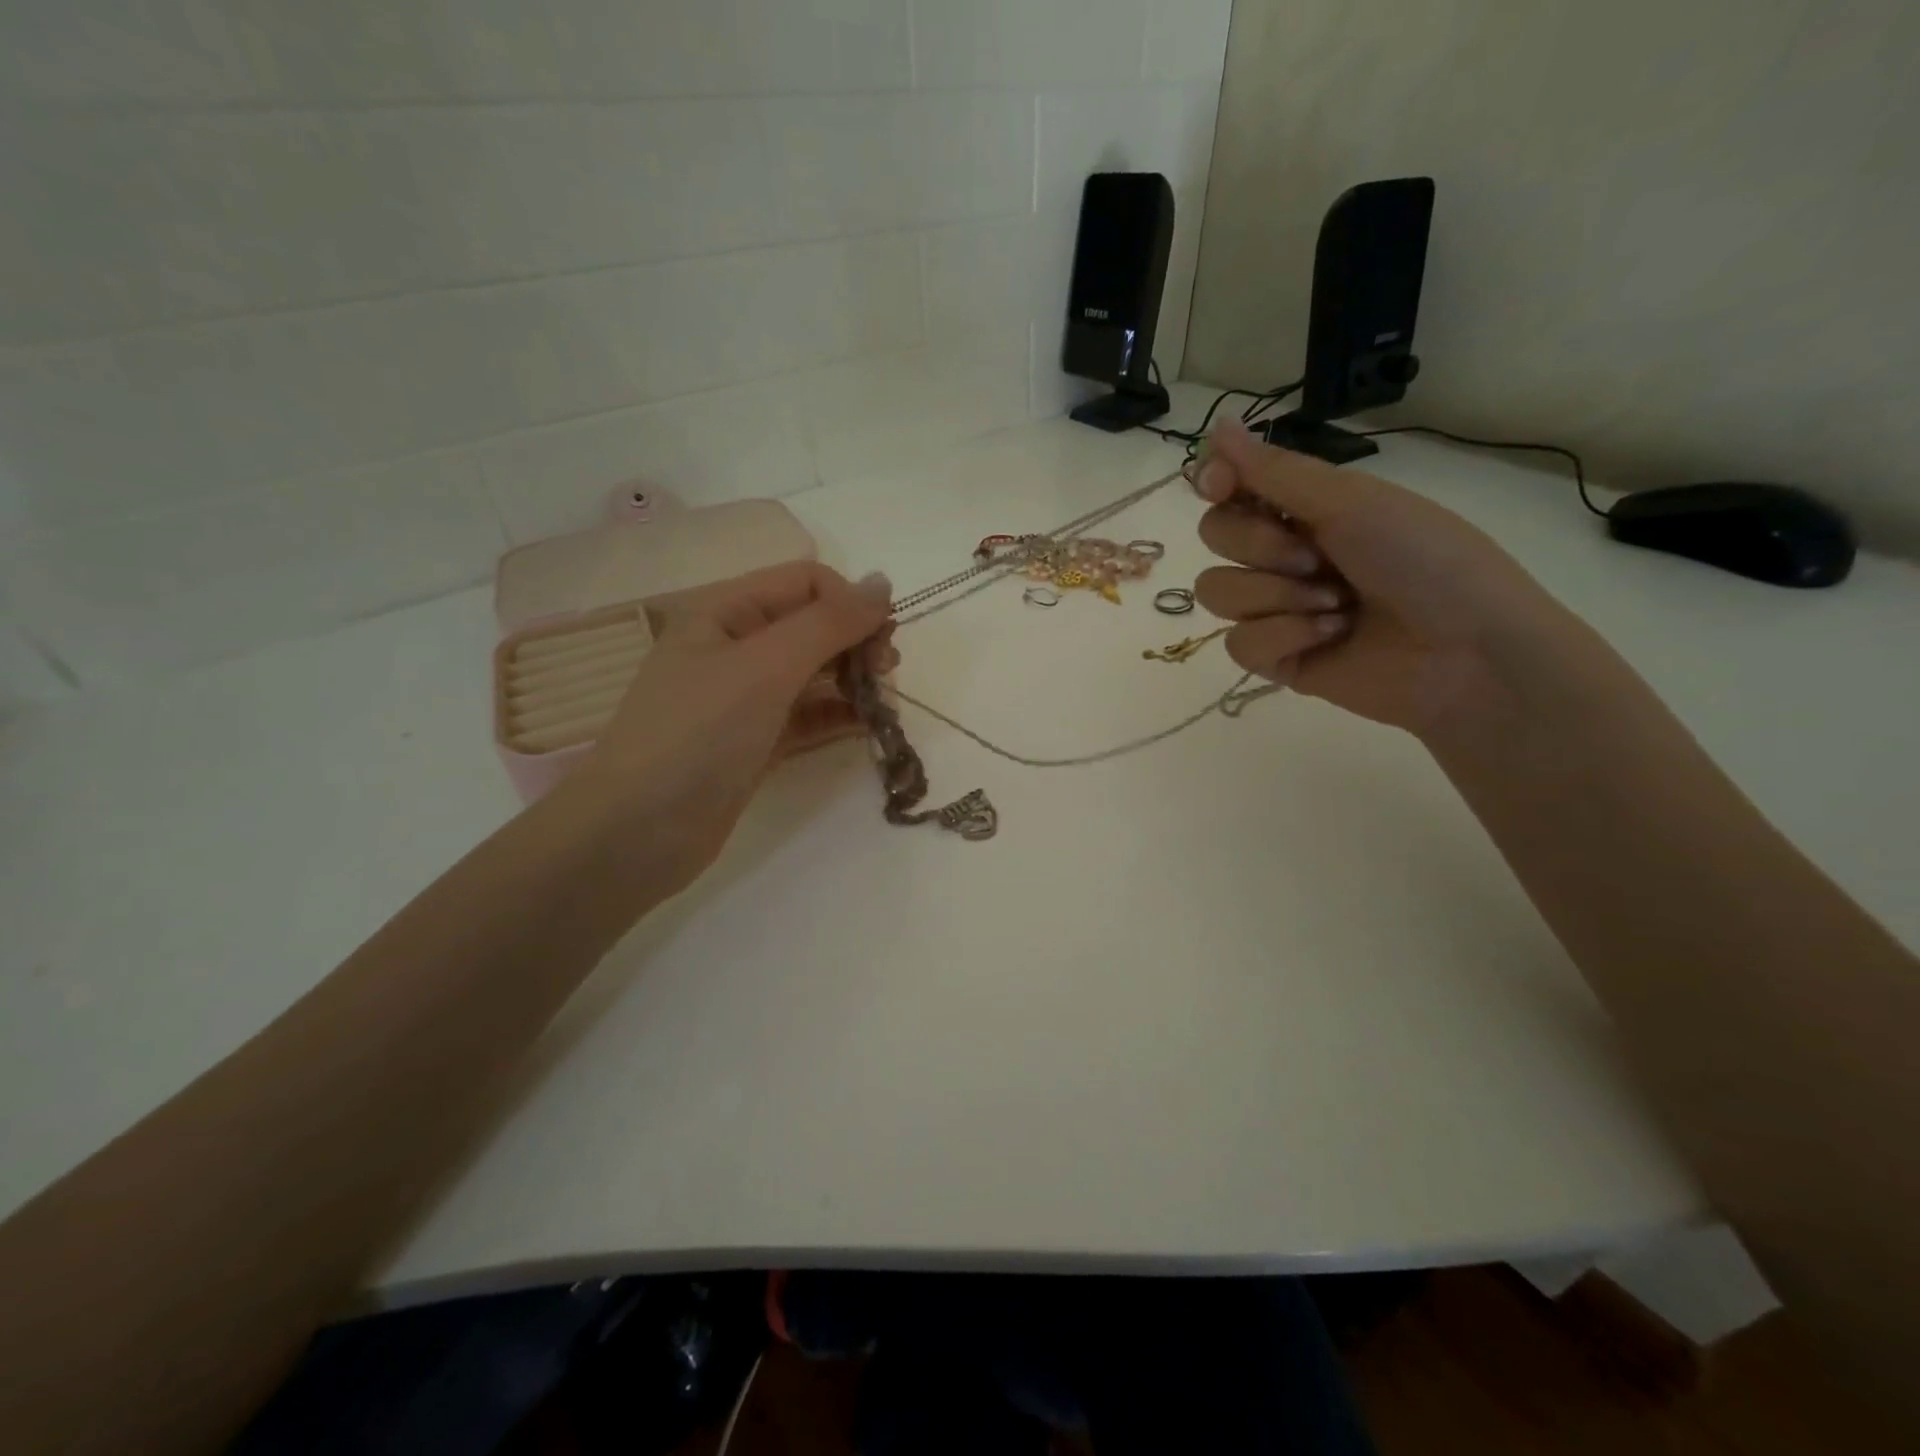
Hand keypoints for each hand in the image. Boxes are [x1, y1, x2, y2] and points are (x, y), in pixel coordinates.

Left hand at [567, 562, 893, 895]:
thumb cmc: (698, 734)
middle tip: (887, 674)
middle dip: (857, 642)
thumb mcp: (765, 667)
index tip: (884, 639)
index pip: (806, 583)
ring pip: (816, 673)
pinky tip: (868, 727)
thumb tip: (883, 583)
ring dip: (855, 680)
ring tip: (884, 706)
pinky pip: (809, 716)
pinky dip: (840, 716)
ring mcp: (746, 698)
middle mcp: (736, 646)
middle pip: (814, 626)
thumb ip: (828, 623)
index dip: (850, 602)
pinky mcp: (756, 742)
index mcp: (727, 611)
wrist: (636, 832)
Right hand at [1191, 417, 1575, 738]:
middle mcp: (1283, 554)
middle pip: (1215, 536)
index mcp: (1305, 509)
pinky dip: (1284, 636)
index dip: (1216, 482)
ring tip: (1336, 605)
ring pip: (1217, 590)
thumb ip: (1276, 471)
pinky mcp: (1275, 658)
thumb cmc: (1426, 561)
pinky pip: (1238, 642)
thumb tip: (1217, 423)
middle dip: (1260, 545)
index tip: (1222, 485)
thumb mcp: (1353, 503)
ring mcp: (1275, 608)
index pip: (1230, 488)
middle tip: (1316, 558)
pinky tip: (1330, 637)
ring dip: (1276, 595)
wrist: (1468, 652)